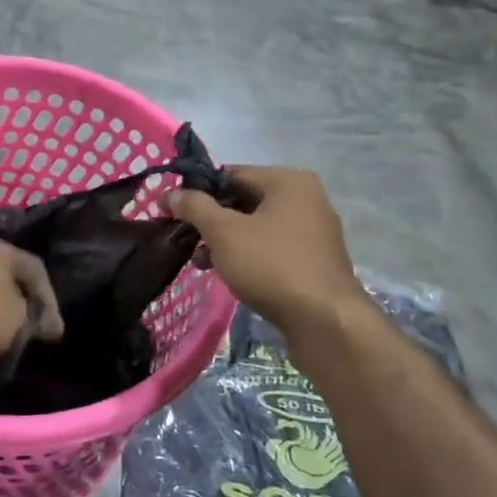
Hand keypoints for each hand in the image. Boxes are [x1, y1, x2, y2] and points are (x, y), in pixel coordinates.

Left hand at [0, 240, 64, 360]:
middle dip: (22, 301)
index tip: (53, 330)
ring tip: (2, 332)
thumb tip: (38, 321)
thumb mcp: (17, 321)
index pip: (36, 270)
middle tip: (30, 327)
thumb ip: (33, 319)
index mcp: (3, 250)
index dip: (50, 300)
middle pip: (8, 274)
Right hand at [167, 167, 364, 332]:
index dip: (198, 191)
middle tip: (185, 239)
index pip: (231, 174)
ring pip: (256, 226)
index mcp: (288, 181)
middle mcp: (306, 198)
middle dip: (211, 220)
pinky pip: (272, 247)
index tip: (173, 211)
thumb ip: (194, 207)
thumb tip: (171, 193)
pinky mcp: (314, 260)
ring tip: (202, 262)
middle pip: (244, 199)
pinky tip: (228, 274)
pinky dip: (248, 254)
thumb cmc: (272, 265)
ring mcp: (313, 231)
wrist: (325, 322)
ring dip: (226, 240)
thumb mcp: (224, 232)